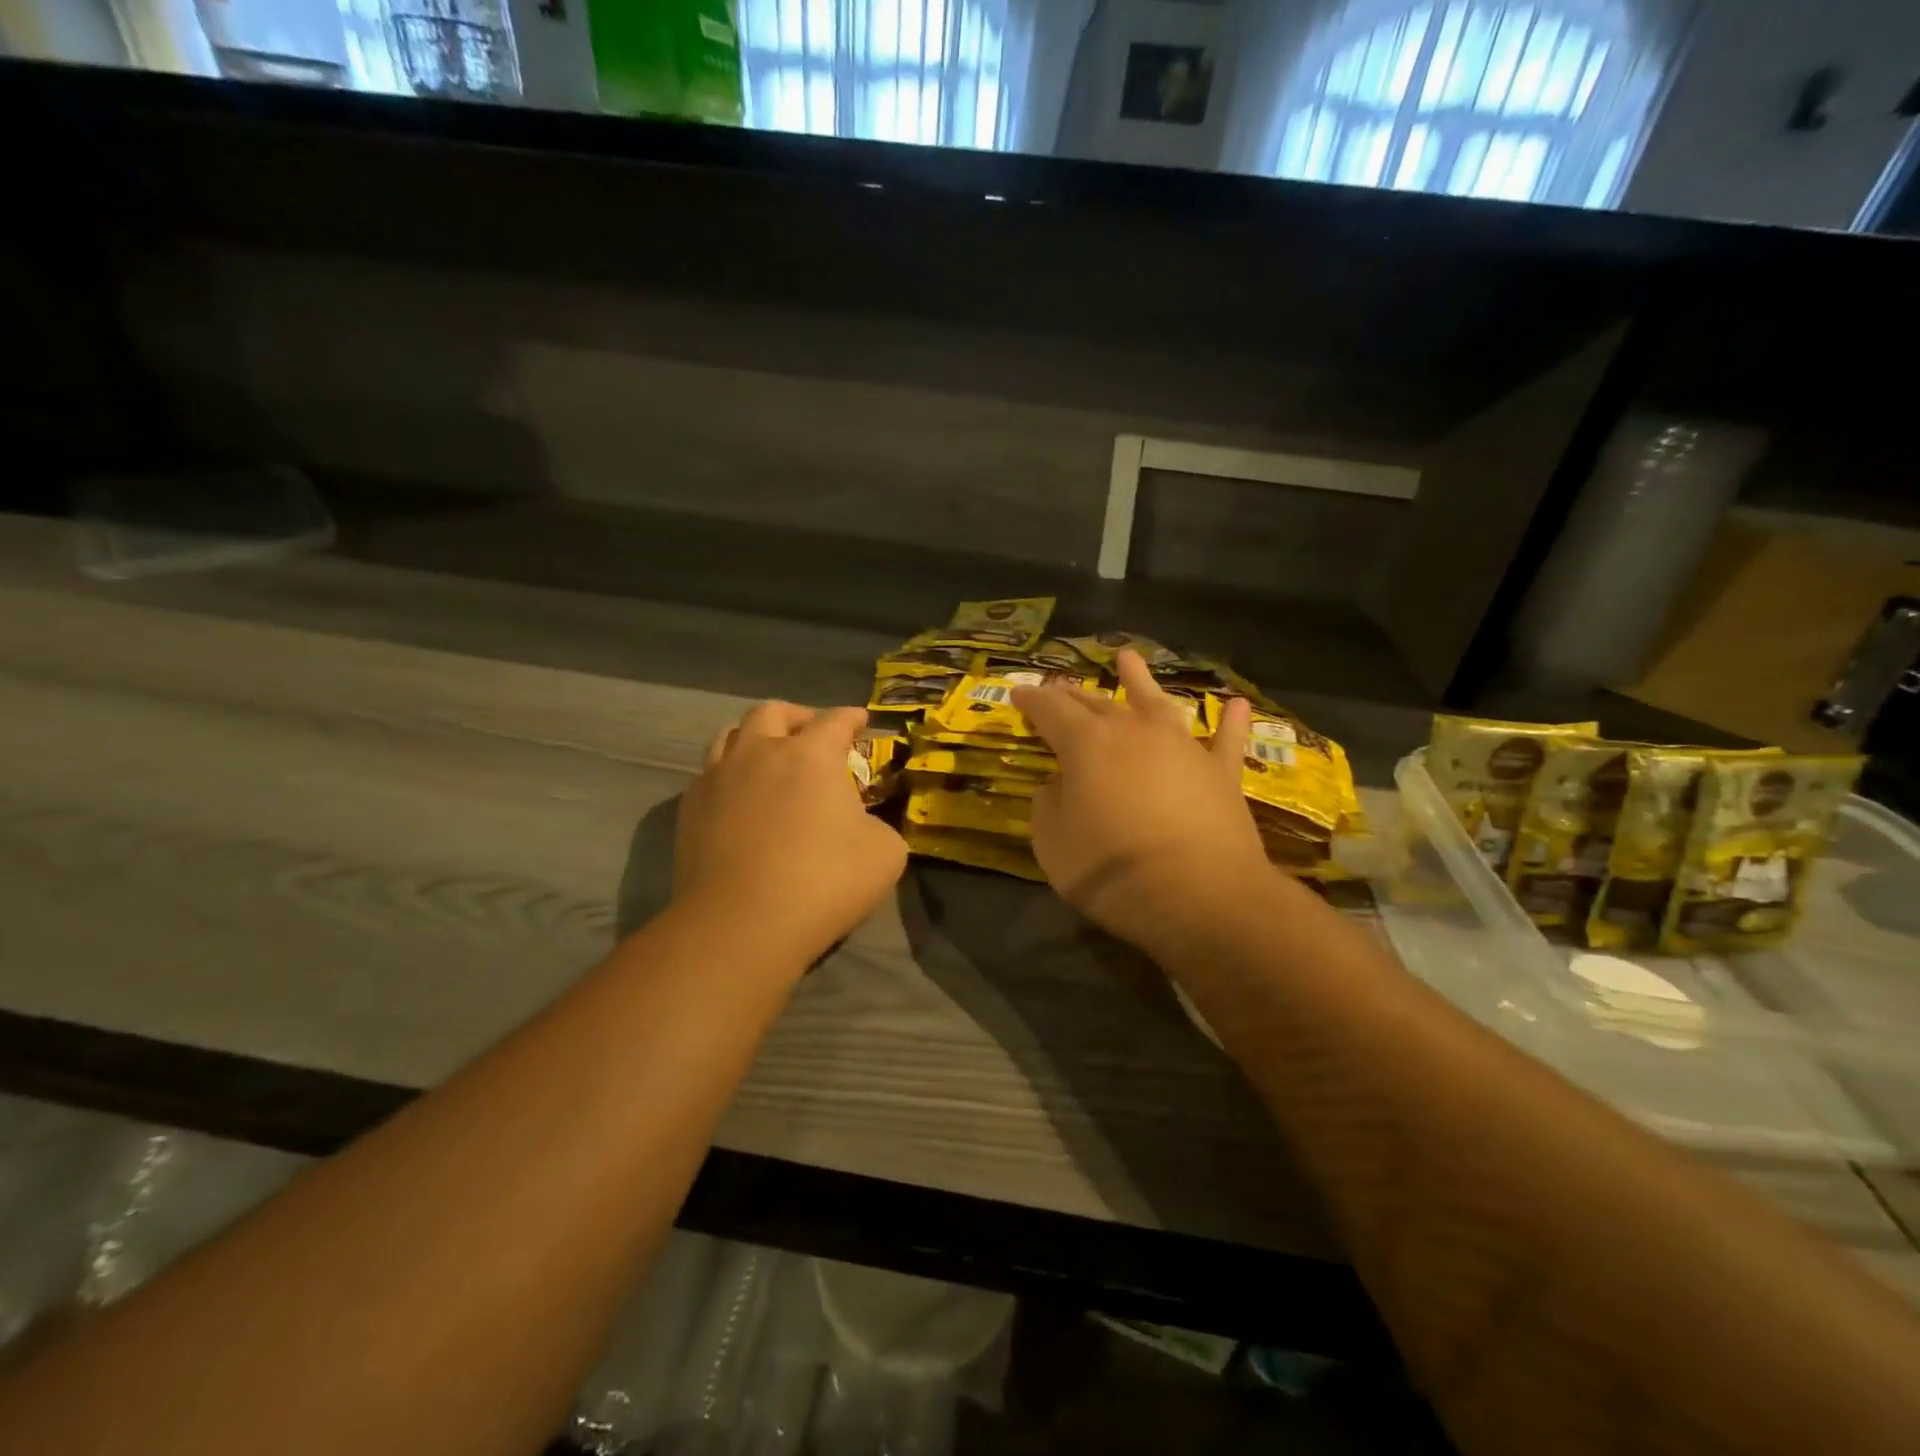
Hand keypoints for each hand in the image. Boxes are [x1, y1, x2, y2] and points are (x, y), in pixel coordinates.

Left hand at [674, 702, 906, 966]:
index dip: (852, 717)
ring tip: (767, 756)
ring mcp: (718, 777)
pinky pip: (709, 774)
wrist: (742, 924)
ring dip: (755, 738)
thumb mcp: (885, 853)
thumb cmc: (824, 882)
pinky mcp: (690, 808)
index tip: (860, 720)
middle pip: (774, 712)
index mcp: (811, 755)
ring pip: (731, 734)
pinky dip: (729, 775)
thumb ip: (879, 825)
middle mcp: (761, 752)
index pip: (836, 720)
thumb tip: (862, 824)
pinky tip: (739, 797)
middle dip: (797, 717)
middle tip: (811, 733)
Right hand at [1012, 651, 1270, 951]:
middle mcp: (1134, 732)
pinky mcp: (1221, 773)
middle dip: (1073, 694)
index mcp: (1086, 745)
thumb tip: (1058, 785)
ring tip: (1128, 658)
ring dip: (1140, 680)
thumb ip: (1049, 806)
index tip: (1018, 695)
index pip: (1050, 710)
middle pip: (1097, 703)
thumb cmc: (1112, 871)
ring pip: (1157, 703)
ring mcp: (1182, 747)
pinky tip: (1238, 704)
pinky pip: (1226, 740)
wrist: (1200, 896)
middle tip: (1059, 688)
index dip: (1031, 700)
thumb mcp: (1054, 844)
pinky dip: (1230, 722)